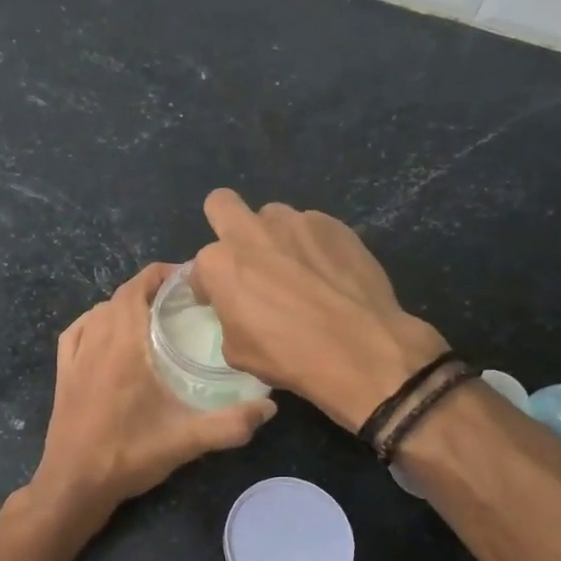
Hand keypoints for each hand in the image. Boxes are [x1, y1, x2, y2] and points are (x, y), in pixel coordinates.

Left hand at [32, 263, 275, 514]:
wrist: (74, 485)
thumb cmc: (128, 456)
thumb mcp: (186, 441)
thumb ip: (231, 423)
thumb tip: (270, 407)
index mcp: (123, 345)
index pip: (137, 288)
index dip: (161, 274)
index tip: (189, 278)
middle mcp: (96, 341)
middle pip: (120, 296)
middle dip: (149, 289)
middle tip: (182, 300)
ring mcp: (74, 358)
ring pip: (97, 312)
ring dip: (123, 305)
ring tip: (152, 316)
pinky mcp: (62, 375)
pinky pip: (76, 332)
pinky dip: (93, 322)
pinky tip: (106, 334)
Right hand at [191, 190, 446, 432]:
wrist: (360, 349)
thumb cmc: (289, 356)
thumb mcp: (238, 351)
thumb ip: (229, 317)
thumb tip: (240, 310)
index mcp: (220, 263)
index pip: (200, 266)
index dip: (208, 286)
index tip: (220, 301)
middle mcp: (253, 232)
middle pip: (222, 204)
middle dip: (225, 224)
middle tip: (244, 257)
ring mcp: (296, 222)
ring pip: (273, 215)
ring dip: (274, 236)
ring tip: (295, 268)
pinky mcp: (334, 225)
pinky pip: (313, 227)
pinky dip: (313, 246)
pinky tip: (328, 273)